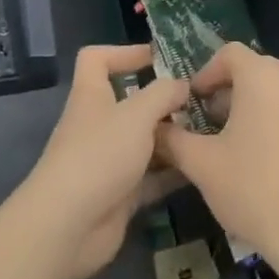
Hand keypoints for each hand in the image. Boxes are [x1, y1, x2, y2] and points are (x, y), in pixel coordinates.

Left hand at [20, 44, 190, 278]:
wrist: (68, 226)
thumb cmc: (99, 156)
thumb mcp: (136, 114)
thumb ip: (163, 94)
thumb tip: (182, 84)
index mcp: (92, 95)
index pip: (97, 59)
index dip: (124, 52)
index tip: (160, 59)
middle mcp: (98, 124)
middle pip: (130, 102)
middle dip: (163, 100)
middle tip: (202, 100)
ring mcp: (108, 160)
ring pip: (144, 140)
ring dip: (172, 137)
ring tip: (210, 132)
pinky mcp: (119, 193)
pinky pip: (151, 176)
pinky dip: (172, 171)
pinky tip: (201, 167)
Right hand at [155, 43, 278, 266]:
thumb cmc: (250, 189)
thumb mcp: (200, 164)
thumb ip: (173, 139)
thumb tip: (156, 128)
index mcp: (264, 78)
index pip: (231, 53)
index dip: (208, 72)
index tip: (196, 100)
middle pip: (261, 71)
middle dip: (234, 91)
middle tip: (215, 122)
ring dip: (264, 110)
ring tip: (246, 145)